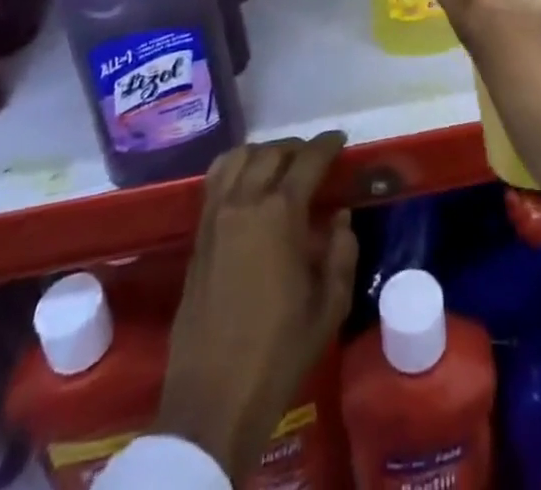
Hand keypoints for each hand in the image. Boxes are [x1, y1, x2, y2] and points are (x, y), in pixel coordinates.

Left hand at [155, 134, 358, 480]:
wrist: (214, 399)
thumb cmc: (280, 352)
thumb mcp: (329, 307)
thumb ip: (342, 253)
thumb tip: (340, 218)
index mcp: (281, 214)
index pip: (308, 160)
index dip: (327, 145)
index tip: (341, 140)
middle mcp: (245, 202)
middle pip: (272, 152)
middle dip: (297, 149)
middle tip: (314, 160)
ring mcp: (216, 216)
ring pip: (239, 157)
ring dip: (264, 153)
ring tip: (280, 167)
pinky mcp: (198, 235)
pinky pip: (215, 180)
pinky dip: (235, 167)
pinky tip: (247, 183)